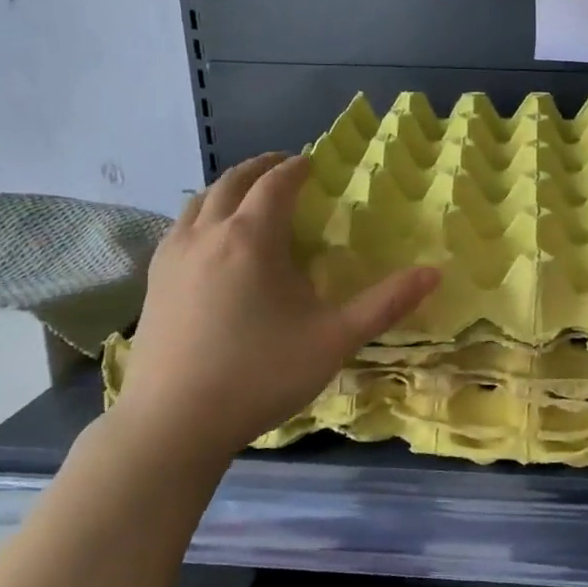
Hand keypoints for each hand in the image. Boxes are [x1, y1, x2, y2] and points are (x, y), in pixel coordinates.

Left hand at [109, 153, 439, 464]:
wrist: (174, 423)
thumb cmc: (261, 374)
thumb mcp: (335, 339)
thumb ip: (386, 303)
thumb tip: (434, 272)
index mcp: (252, 238)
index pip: (275, 184)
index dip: (296, 168)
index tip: (313, 163)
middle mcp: (207, 234)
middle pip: (232, 182)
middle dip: (260, 167)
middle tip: (284, 166)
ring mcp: (173, 257)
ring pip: (198, 201)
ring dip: (228, 187)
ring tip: (248, 194)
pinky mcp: (153, 282)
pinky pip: (179, 227)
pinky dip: (202, 213)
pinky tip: (209, 237)